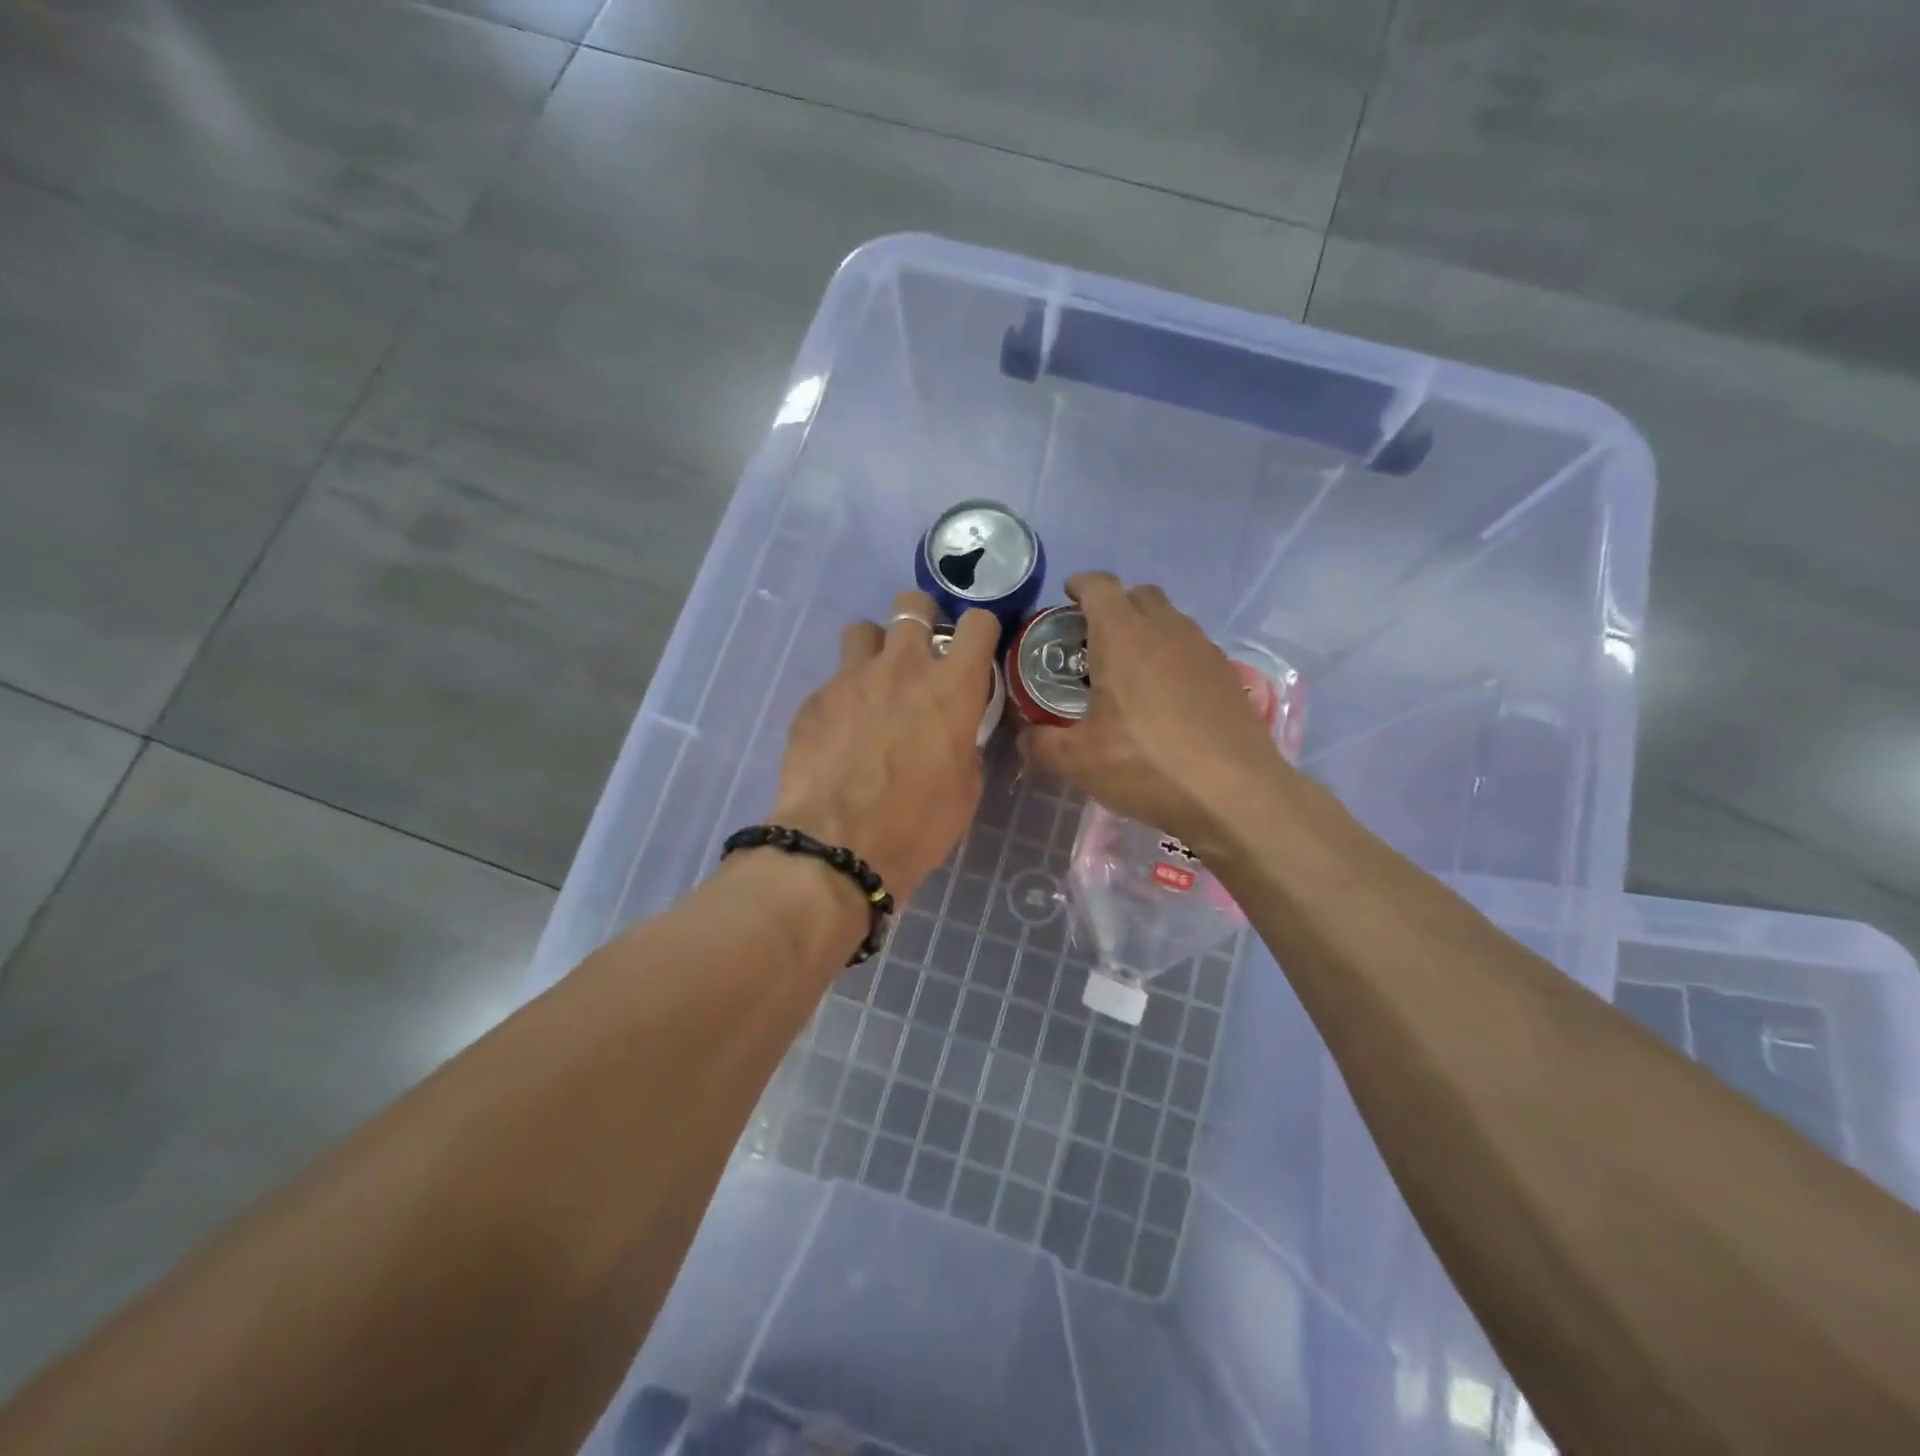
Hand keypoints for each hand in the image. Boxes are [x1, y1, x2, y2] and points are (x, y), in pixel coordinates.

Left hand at [771, 591, 997, 902]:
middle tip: (921, 654)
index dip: (980, 631)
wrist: (838, 846)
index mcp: (952, 686)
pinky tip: (841, 733)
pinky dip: (844, 696)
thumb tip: (953, 730)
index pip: (977, 623)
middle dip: (921, 620)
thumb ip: (963, 741)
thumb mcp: (965, 786)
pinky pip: (833, 680)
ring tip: (875, 685)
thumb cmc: (917, 824)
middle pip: (912, 605)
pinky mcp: (815, 699)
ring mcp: (852, 678)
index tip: (975, 649)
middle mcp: (903, 666)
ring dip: (875, 649)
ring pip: (863, 631)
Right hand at [1020, 572, 1288, 855]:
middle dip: (1114, 607)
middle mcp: (1166, 630)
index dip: (1080, 585)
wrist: (1234, 794)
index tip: (1067, 598)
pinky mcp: (1228, 674)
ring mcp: (1203, 649)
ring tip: (1130, 672)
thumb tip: (1026, 736)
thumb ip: (1042, 743)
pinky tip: (1167, 699)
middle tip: (1094, 642)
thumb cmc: (1147, 766)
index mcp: (1123, 636)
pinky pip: (1192, 648)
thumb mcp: (1079, 761)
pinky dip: (1173, 658)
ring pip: (1170, 620)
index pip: (1099, 586)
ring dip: (1147, 631)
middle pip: (1138, 595)